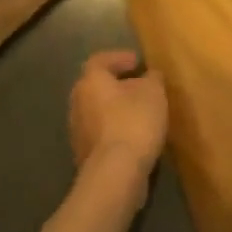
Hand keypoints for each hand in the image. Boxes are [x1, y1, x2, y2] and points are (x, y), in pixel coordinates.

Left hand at [69, 50, 167, 184]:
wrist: (116, 172)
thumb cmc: (134, 121)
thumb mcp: (154, 92)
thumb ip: (152, 78)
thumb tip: (149, 75)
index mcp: (90, 81)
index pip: (100, 60)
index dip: (119, 58)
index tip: (138, 62)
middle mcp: (77, 103)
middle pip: (96, 87)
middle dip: (117, 85)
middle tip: (140, 86)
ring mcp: (77, 131)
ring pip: (97, 111)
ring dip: (116, 109)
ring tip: (140, 112)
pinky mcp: (84, 155)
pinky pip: (101, 133)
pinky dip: (115, 130)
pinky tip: (134, 136)